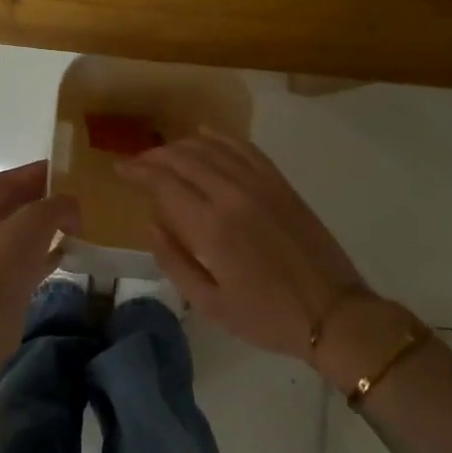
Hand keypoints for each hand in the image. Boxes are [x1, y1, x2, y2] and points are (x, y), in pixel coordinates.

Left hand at [0, 161, 80, 359]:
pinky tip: (67, 253)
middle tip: (71, 198)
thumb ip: (58, 205)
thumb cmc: (3, 262)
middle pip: (11, 208)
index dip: (32, 173)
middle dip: (41, 201)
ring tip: (73, 224)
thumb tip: (71, 210)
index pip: (5, 181)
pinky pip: (25, 263)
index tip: (60, 170)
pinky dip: (45, 255)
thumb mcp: (35, 220)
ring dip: (45, 229)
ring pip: (19, 237)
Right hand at [116, 130, 380, 362]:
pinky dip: (221, 138)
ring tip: (163, 153)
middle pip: (184, 159)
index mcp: (211, 227)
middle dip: (154, 156)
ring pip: (212, 148)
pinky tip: (206, 136)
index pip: (163, 183)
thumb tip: (150, 224)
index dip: (137, 171)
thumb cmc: (266, 316)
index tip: (119, 169)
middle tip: (136, 162)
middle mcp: (233, 195)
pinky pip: (245, 149)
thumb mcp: (209, 303)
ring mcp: (261, 185)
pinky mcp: (281, 184)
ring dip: (182, 145)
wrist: (333, 312)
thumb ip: (173, 261)